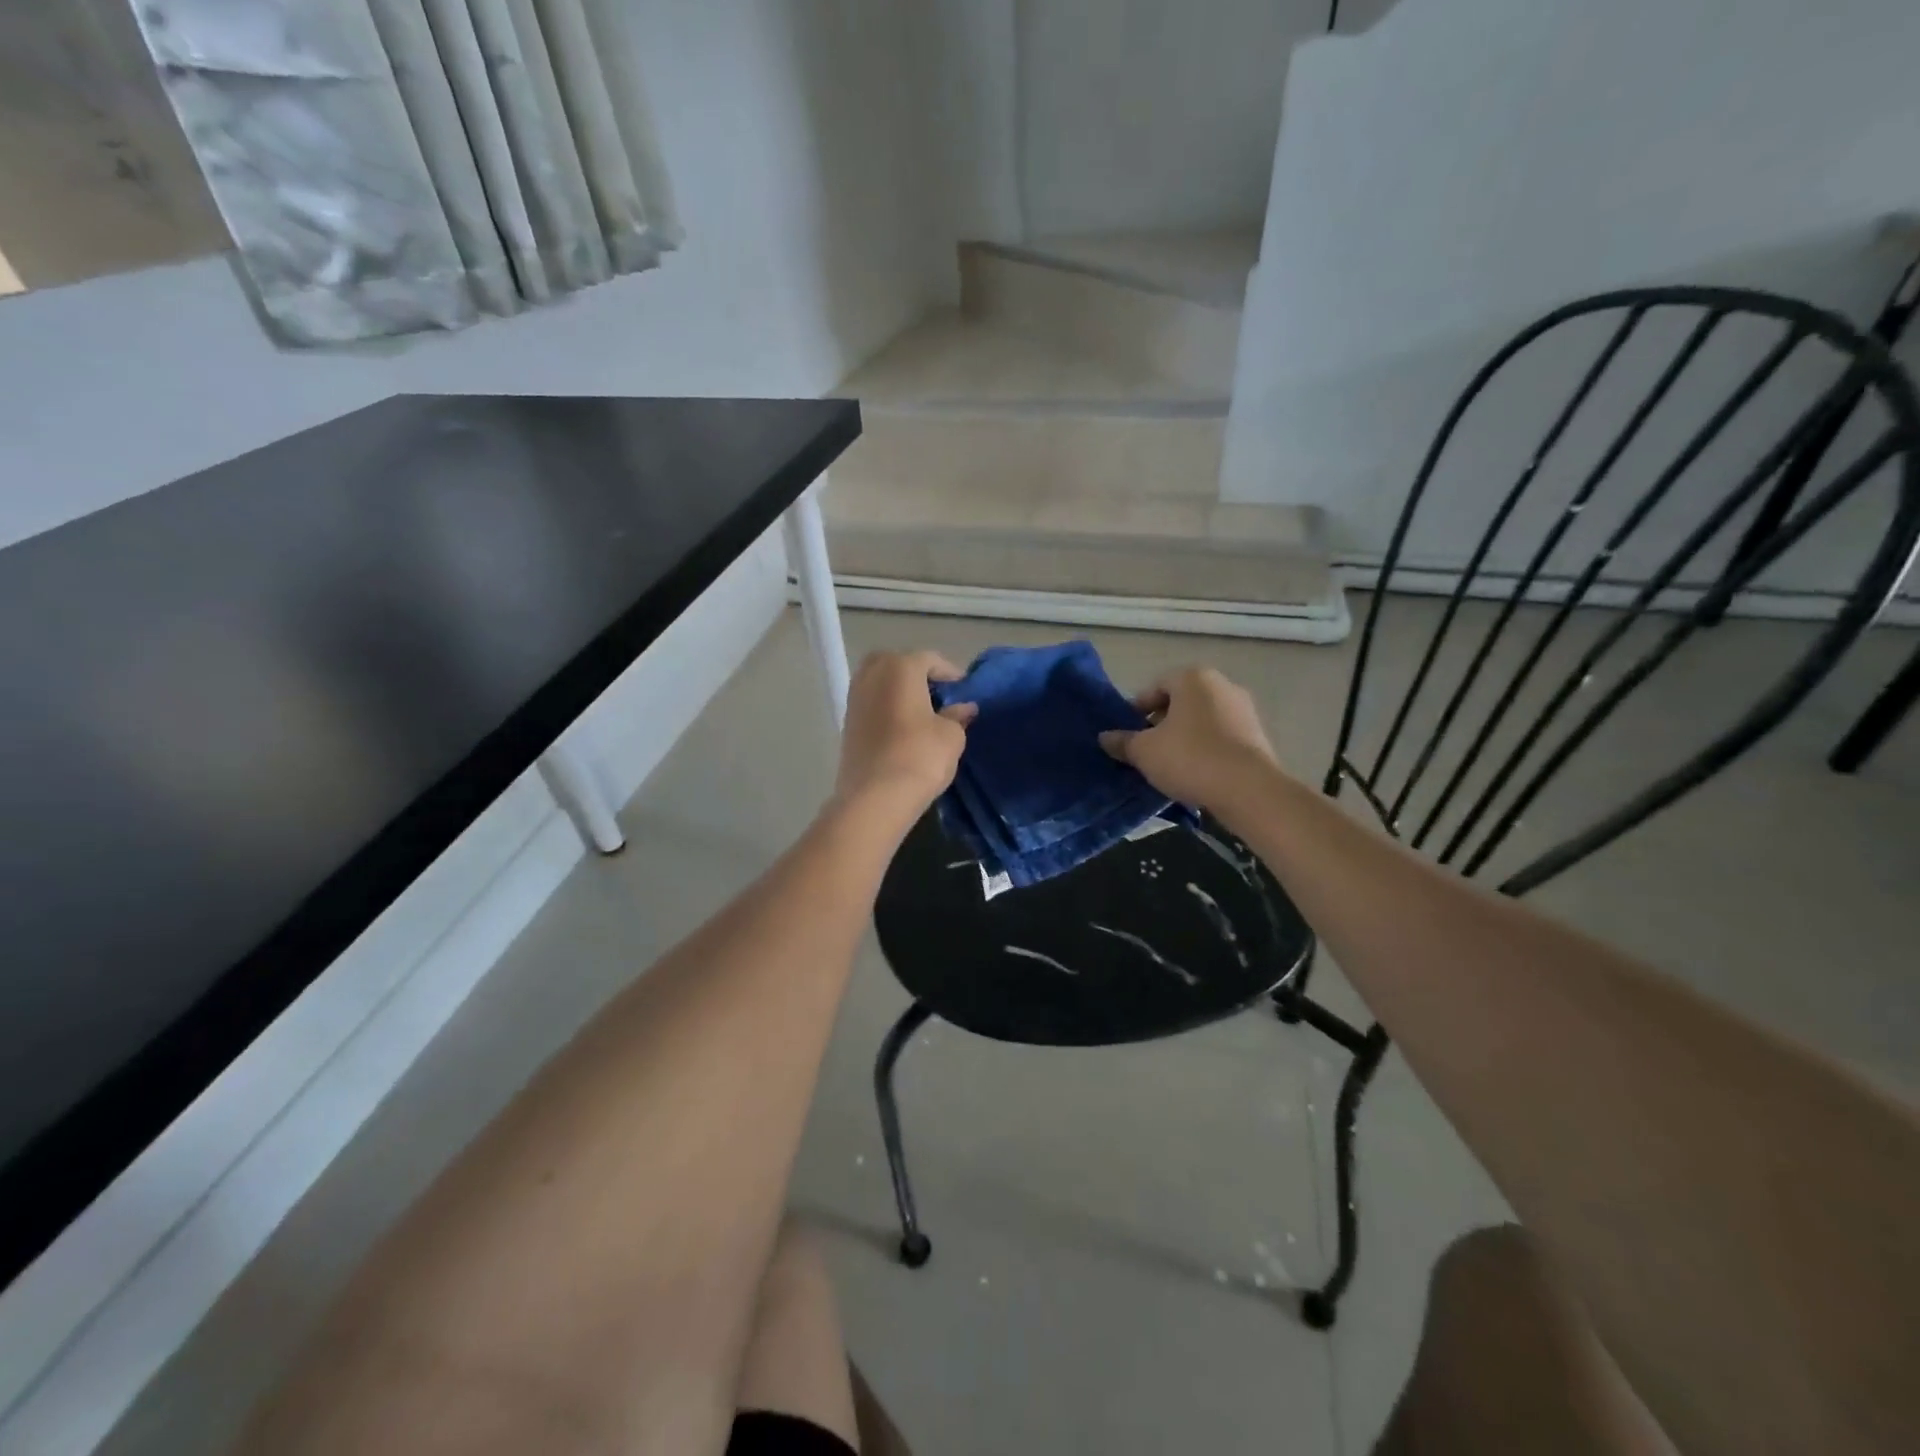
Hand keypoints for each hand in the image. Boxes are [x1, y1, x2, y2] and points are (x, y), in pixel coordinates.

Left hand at [833, 651, 975, 827]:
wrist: (875, 798)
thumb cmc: (919, 757)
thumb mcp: (951, 736)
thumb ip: (958, 715)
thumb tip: (964, 707)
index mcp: (900, 667)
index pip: (930, 659)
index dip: (950, 673)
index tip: (964, 690)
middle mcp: (872, 674)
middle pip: (898, 664)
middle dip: (918, 674)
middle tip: (939, 695)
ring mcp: (855, 697)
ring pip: (881, 682)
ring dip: (900, 690)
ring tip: (922, 712)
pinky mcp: (847, 722)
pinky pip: (872, 703)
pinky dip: (887, 707)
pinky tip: (903, 727)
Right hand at [1099, 666, 1277, 809]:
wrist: (1248, 790)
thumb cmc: (1189, 758)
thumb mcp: (1144, 752)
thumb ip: (1123, 741)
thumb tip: (1105, 737)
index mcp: (1193, 678)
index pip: (1155, 687)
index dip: (1136, 710)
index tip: (1127, 734)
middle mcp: (1222, 685)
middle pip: (1181, 702)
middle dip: (1161, 723)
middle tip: (1145, 749)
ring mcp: (1244, 710)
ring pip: (1202, 720)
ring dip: (1184, 737)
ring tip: (1168, 764)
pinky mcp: (1258, 736)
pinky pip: (1221, 737)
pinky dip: (1205, 749)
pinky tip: (1195, 772)